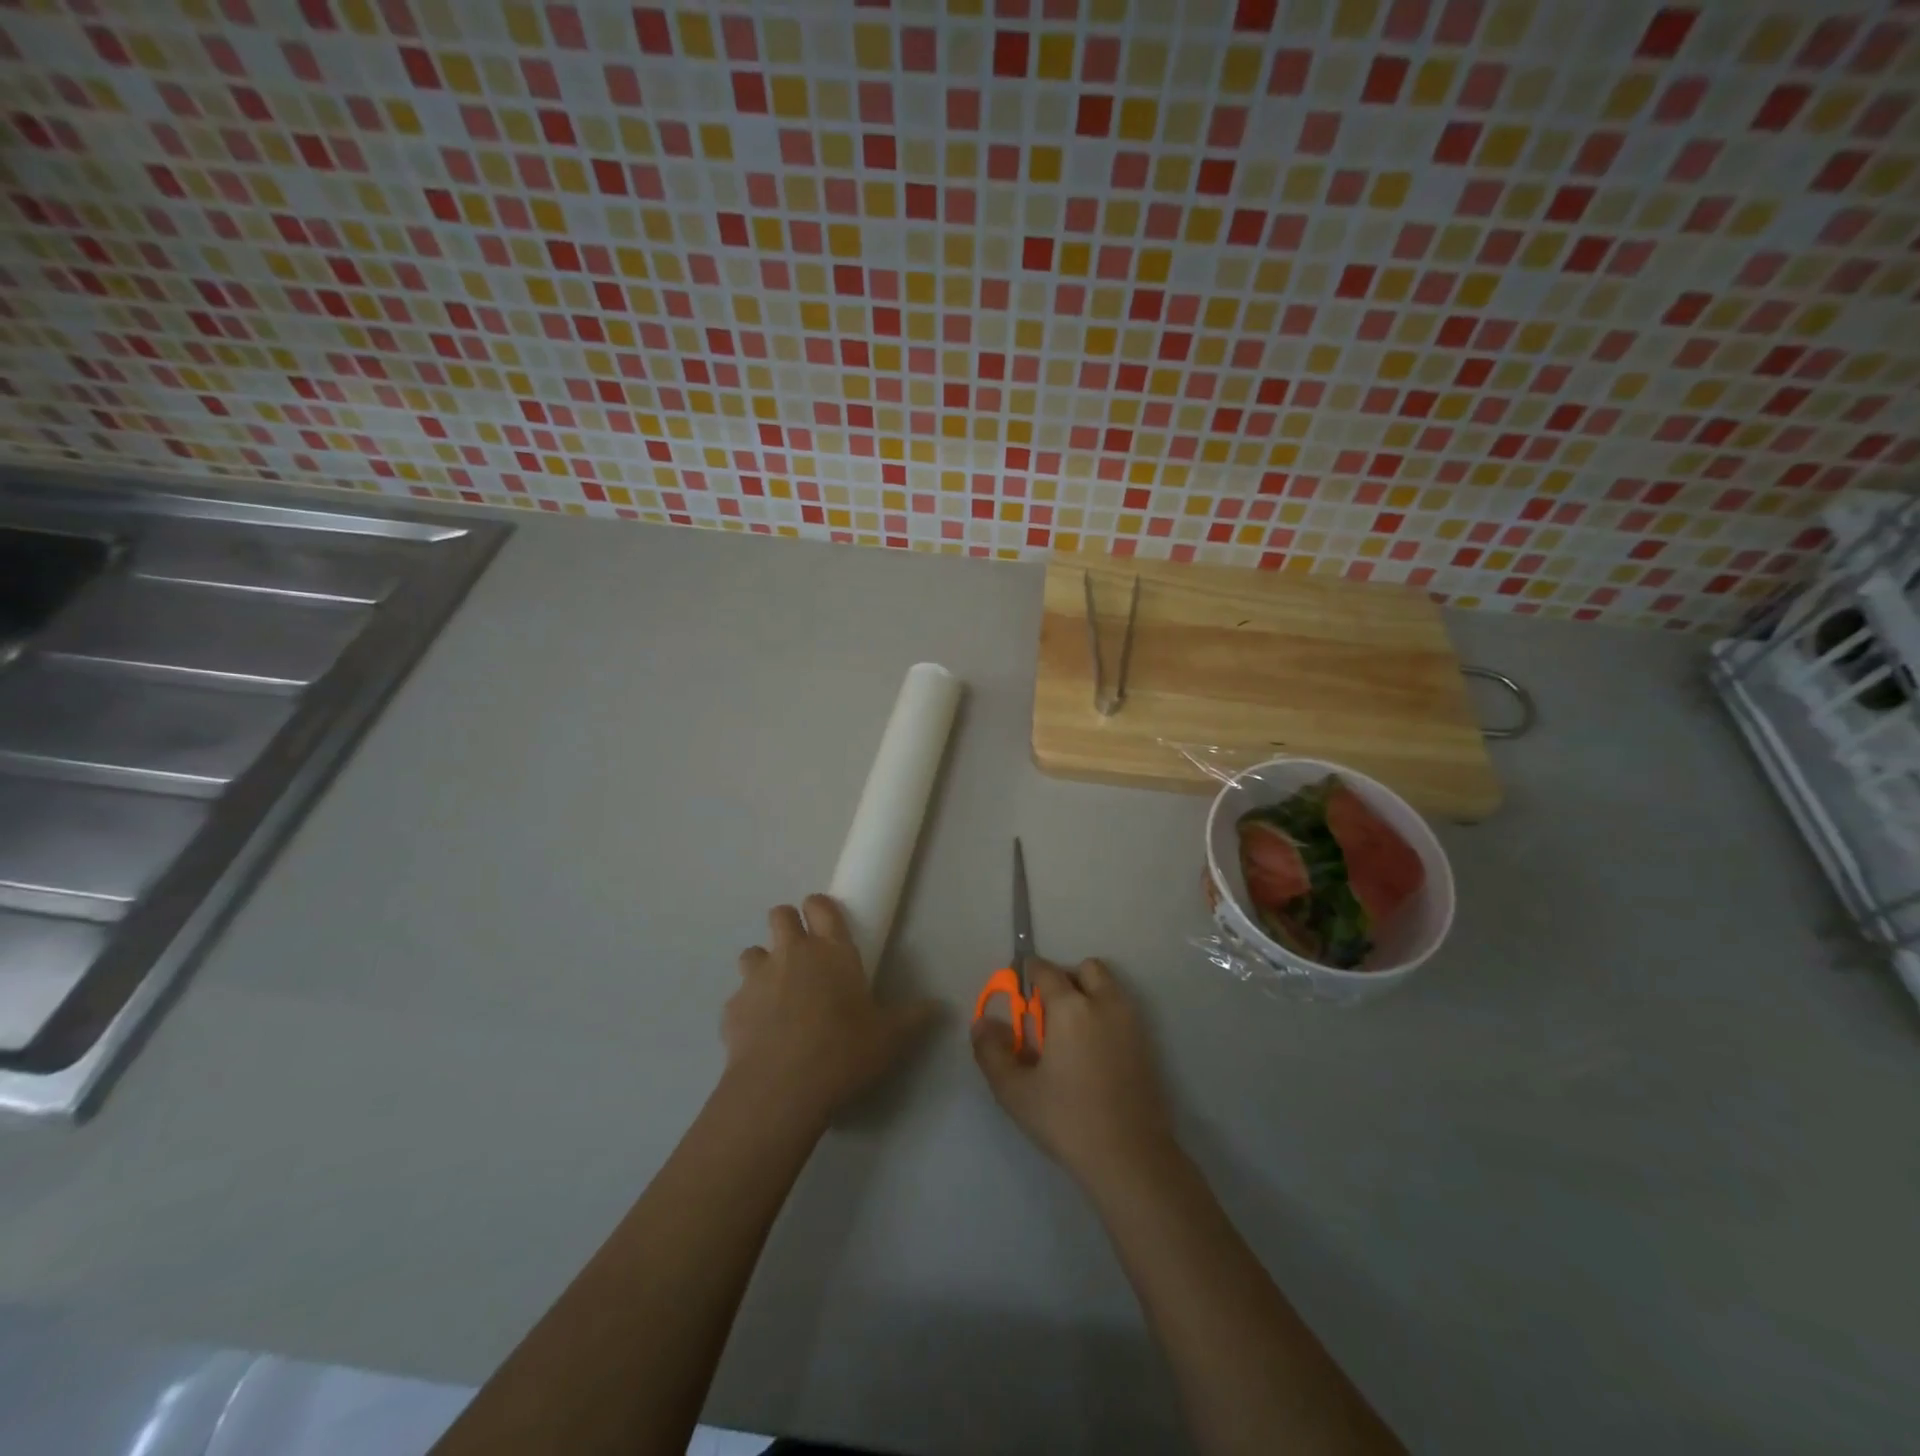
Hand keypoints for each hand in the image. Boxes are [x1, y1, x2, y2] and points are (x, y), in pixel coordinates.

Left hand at [726, 895, 940, 1127]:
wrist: (781, 1089)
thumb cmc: (844, 1052)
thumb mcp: (891, 1038)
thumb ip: (915, 1017)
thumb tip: (940, 1007)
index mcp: (832, 950)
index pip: (821, 906)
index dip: (821, 907)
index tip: (826, 921)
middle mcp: (792, 953)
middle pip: (780, 915)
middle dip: (788, 926)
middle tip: (802, 953)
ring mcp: (757, 978)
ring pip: (752, 952)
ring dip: (763, 965)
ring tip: (776, 993)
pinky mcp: (731, 1009)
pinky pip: (738, 997)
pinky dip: (747, 1008)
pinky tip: (759, 1033)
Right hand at [972, 958, 1177, 1192]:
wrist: (1131, 1158)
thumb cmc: (1067, 1120)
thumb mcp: (1015, 1091)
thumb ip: (991, 1051)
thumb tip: (982, 1023)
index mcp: (1070, 1007)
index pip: (1046, 970)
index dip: (1028, 974)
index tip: (1018, 993)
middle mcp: (1104, 1003)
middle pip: (1086, 969)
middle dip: (1065, 979)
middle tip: (1048, 1014)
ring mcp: (1131, 1022)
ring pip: (1109, 987)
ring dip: (1089, 994)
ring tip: (1070, 1034)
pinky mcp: (1147, 1044)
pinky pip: (1122, 1012)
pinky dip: (1106, 1016)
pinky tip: (1092, 1053)